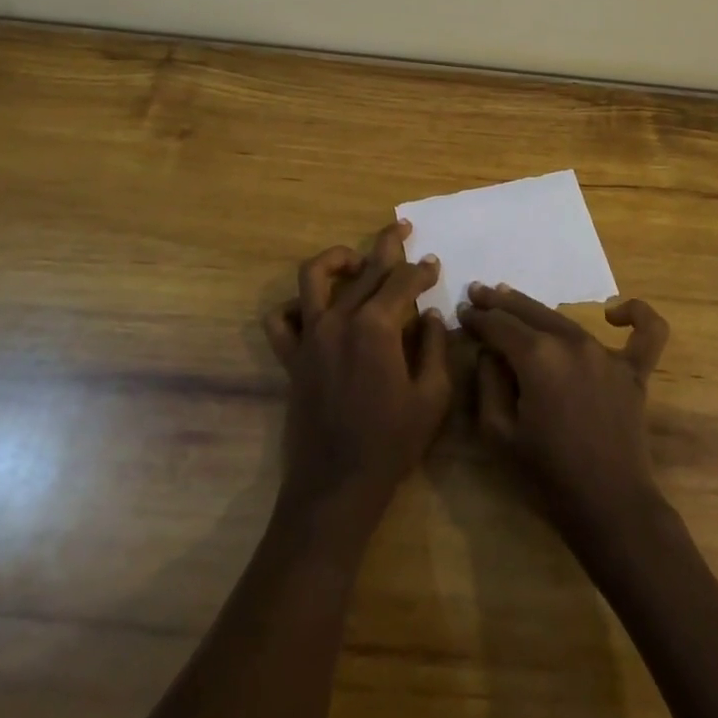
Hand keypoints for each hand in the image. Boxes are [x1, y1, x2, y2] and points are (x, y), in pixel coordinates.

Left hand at [264, 222, 452, 524]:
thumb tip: (433, 316)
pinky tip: (315, 310)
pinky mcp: (291, 357)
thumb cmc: (391, 444)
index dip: (422, 270)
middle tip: (403, 230)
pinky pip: (281, 320)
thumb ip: (436, 348)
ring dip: (336, 260)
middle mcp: (339, 320)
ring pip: (313, 277)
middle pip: (366, 269)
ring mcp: (310, 336)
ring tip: (355, 260)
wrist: (336, 487)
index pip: (403, 281)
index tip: (433, 264)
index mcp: (376, 327)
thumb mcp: (432, 397)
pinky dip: (294, 307)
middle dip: (388, 245)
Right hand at [459, 284, 670, 548]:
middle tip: (478, 293)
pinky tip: (615, 314)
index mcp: (537, 357)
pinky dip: (636, 316)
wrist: (609, 507)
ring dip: (536, 309)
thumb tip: (490, 352)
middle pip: (529, 312)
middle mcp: (571, 343)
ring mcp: (606, 354)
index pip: (498, 325)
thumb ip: (488, 382)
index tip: (461, 311)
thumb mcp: (498, 433)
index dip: (477, 318)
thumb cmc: (547, 475)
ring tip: (513, 300)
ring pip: (565, 320)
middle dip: (499, 302)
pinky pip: (646, 334)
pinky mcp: (633, 372)